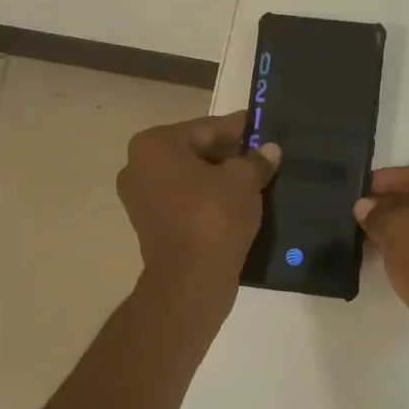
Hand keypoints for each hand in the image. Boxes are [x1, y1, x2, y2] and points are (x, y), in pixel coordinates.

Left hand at [118, 111, 280, 291]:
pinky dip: (208, 200)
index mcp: (154, 145)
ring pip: (190, 178)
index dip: (239, 129)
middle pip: (195, 152)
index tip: (263, 128)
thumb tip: (270, 150)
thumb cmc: (213, 217)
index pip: (206, 128)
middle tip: (263, 156)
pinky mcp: (151, 226)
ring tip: (256, 180)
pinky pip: (185, 202)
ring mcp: (140, 199)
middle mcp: (138, 166)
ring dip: (220, 179)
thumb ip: (257, 160)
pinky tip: (238, 203)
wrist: (191, 280)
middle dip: (229, 155)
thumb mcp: (244, 181)